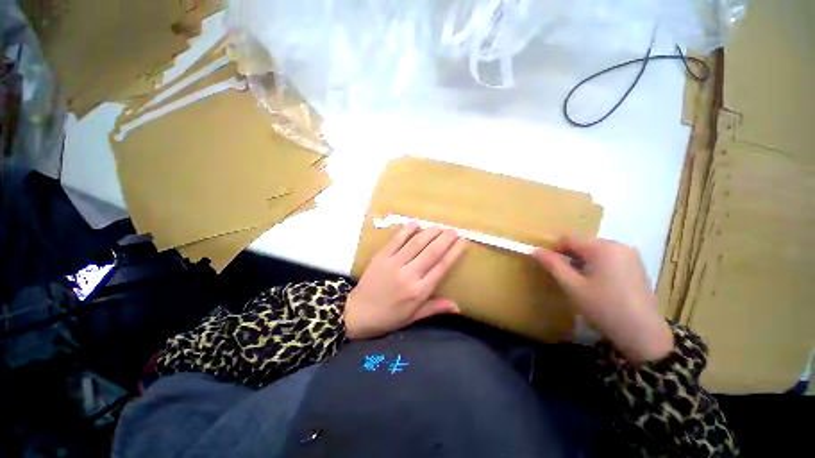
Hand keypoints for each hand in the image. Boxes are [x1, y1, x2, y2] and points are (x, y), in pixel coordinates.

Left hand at [345, 223, 467, 339]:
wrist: (359, 313)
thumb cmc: (389, 317)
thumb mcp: (413, 317)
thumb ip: (435, 308)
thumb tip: (458, 307)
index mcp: (419, 291)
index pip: (441, 267)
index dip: (454, 252)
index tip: (462, 241)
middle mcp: (409, 275)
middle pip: (432, 252)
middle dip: (445, 239)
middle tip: (453, 230)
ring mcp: (394, 264)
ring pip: (416, 243)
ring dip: (429, 233)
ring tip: (439, 226)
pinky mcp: (381, 257)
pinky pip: (396, 240)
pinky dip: (406, 231)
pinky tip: (415, 223)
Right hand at [531, 236, 672, 362]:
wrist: (643, 334)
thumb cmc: (603, 308)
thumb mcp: (572, 286)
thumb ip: (552, 264)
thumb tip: (534, 250)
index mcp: (603, 247)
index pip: (569, 238)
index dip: (554, 249)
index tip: (551, 267)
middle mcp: (618, 245)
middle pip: (583, 243)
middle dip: (569, 257)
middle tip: (566, 277)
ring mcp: (630, 256)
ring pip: (595, 251)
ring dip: (582, 262)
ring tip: (581, 283)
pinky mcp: (636, 266)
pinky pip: (608, 258)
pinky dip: (596, 266)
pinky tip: (598, 285)